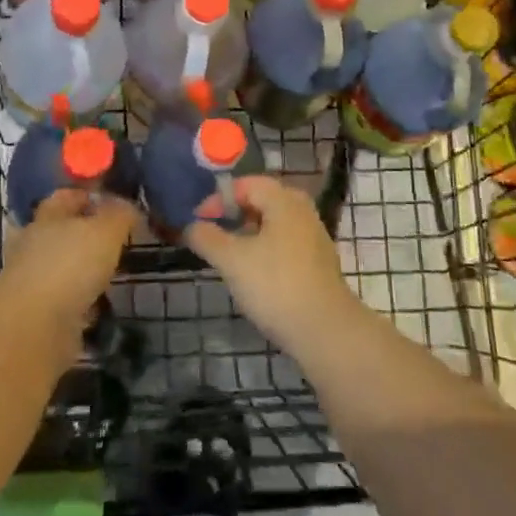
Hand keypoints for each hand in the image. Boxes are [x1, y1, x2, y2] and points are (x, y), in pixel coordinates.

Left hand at [1, 190, 136, 330]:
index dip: (87, 196)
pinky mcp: (34, 313)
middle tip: (113, 241)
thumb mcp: (106, 230)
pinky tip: (97, 308)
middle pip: (59, 232)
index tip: (112, 203)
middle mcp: (33, 244)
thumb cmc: (70, 265)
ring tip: (108, 275)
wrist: (33, 327)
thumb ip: (119, 215)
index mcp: (47, 216)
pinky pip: (62, 301)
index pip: (66, 196)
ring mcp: (30, 280)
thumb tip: (128, 207)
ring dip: (79, 271)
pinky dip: (78, 303)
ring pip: (60, 267)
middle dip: (83, 235)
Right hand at [186, 176, 360, 351]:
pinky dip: (265, 248)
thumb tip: (190, 226)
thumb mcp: (232, 260)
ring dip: (249, 232)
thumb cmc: (276, 286)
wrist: (325, 331)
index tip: (198, 220)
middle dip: (235, 213)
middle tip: (214, 231)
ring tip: (229, 254)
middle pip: (262, 200)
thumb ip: (207, 238)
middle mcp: (303, 211)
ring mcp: (314, 237)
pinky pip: (285, 243)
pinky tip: (254, 272)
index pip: (247, 184)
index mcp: (284, 201)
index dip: (218, 198)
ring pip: (275, 223)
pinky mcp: (318, 263)